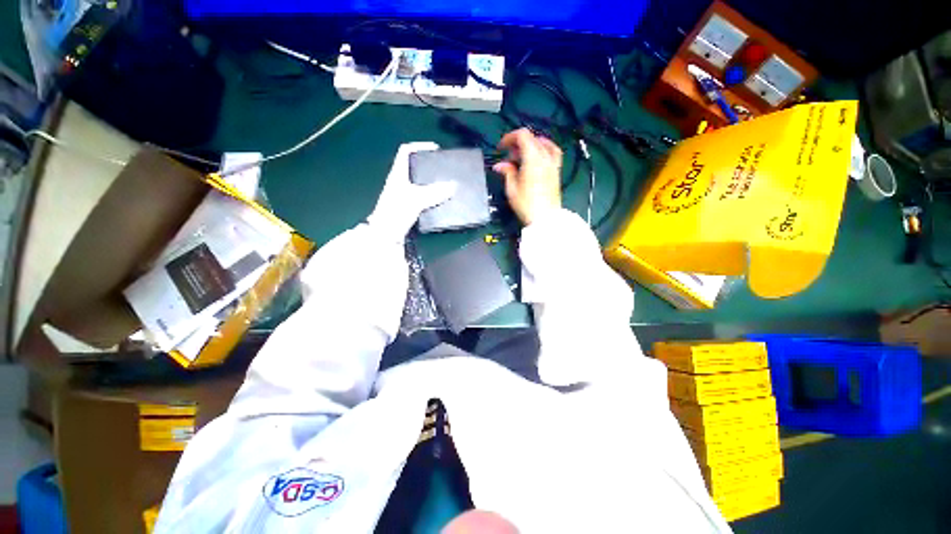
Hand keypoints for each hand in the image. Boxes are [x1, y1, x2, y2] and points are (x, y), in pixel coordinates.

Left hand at [368, 142, 455, 241]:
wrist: (386, 236)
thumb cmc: (396, 213)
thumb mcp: (416, 199)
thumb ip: (434, 192)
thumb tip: (453, 186)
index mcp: (398, 174)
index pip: (405, 152)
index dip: (419, 146)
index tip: (436, 149)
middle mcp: (400, 182)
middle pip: (415, 167)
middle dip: (430, 166)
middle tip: (445, 169)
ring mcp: (404, 195)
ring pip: (420, 183)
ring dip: (433, 183)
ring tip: (447, 184)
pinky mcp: (409, 207)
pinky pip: (423, 197)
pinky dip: (433, 196)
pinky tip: (442, 201)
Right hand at [492, 128, 562, 225]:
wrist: (545, 218)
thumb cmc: (527, 205)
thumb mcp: (512, 189)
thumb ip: (507, 172)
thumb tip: (500, 165)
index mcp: (532, 159)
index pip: (522, 136)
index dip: (510, 138)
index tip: (502, 148)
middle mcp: (545, 157)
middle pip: (532, 138)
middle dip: (517, 144)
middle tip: (509, 157)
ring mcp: (553, 164)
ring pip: (542, 143)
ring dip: (530, 146)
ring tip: (522, 157)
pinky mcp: (556, 171)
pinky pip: (552, 152)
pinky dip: (544, 149)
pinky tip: (538, 156)